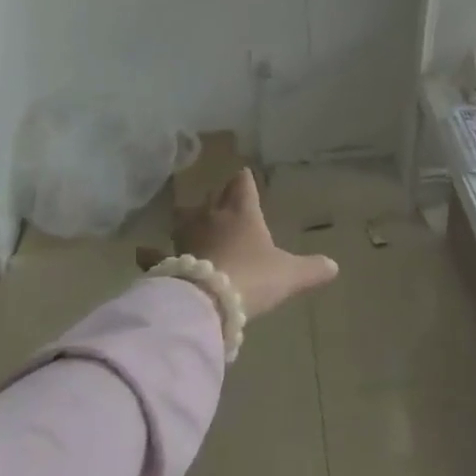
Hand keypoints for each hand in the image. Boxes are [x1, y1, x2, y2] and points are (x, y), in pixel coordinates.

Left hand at [136, 168, 337, 319]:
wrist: (209, 302)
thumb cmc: (253, 278)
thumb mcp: (290, 275)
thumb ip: (311, 269)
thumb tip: (334, 266)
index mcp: (243, 214)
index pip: (243, 187)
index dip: (244, 180)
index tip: (243, 173)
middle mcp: (213, 219)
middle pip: (214, 199)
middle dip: (219, 195)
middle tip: (223, 193)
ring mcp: (187, 240)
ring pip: (186, 220)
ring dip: (189, 217)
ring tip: (190, 214)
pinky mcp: (168, 263)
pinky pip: (157, 255)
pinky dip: (151, 253)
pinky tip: (141, 251)